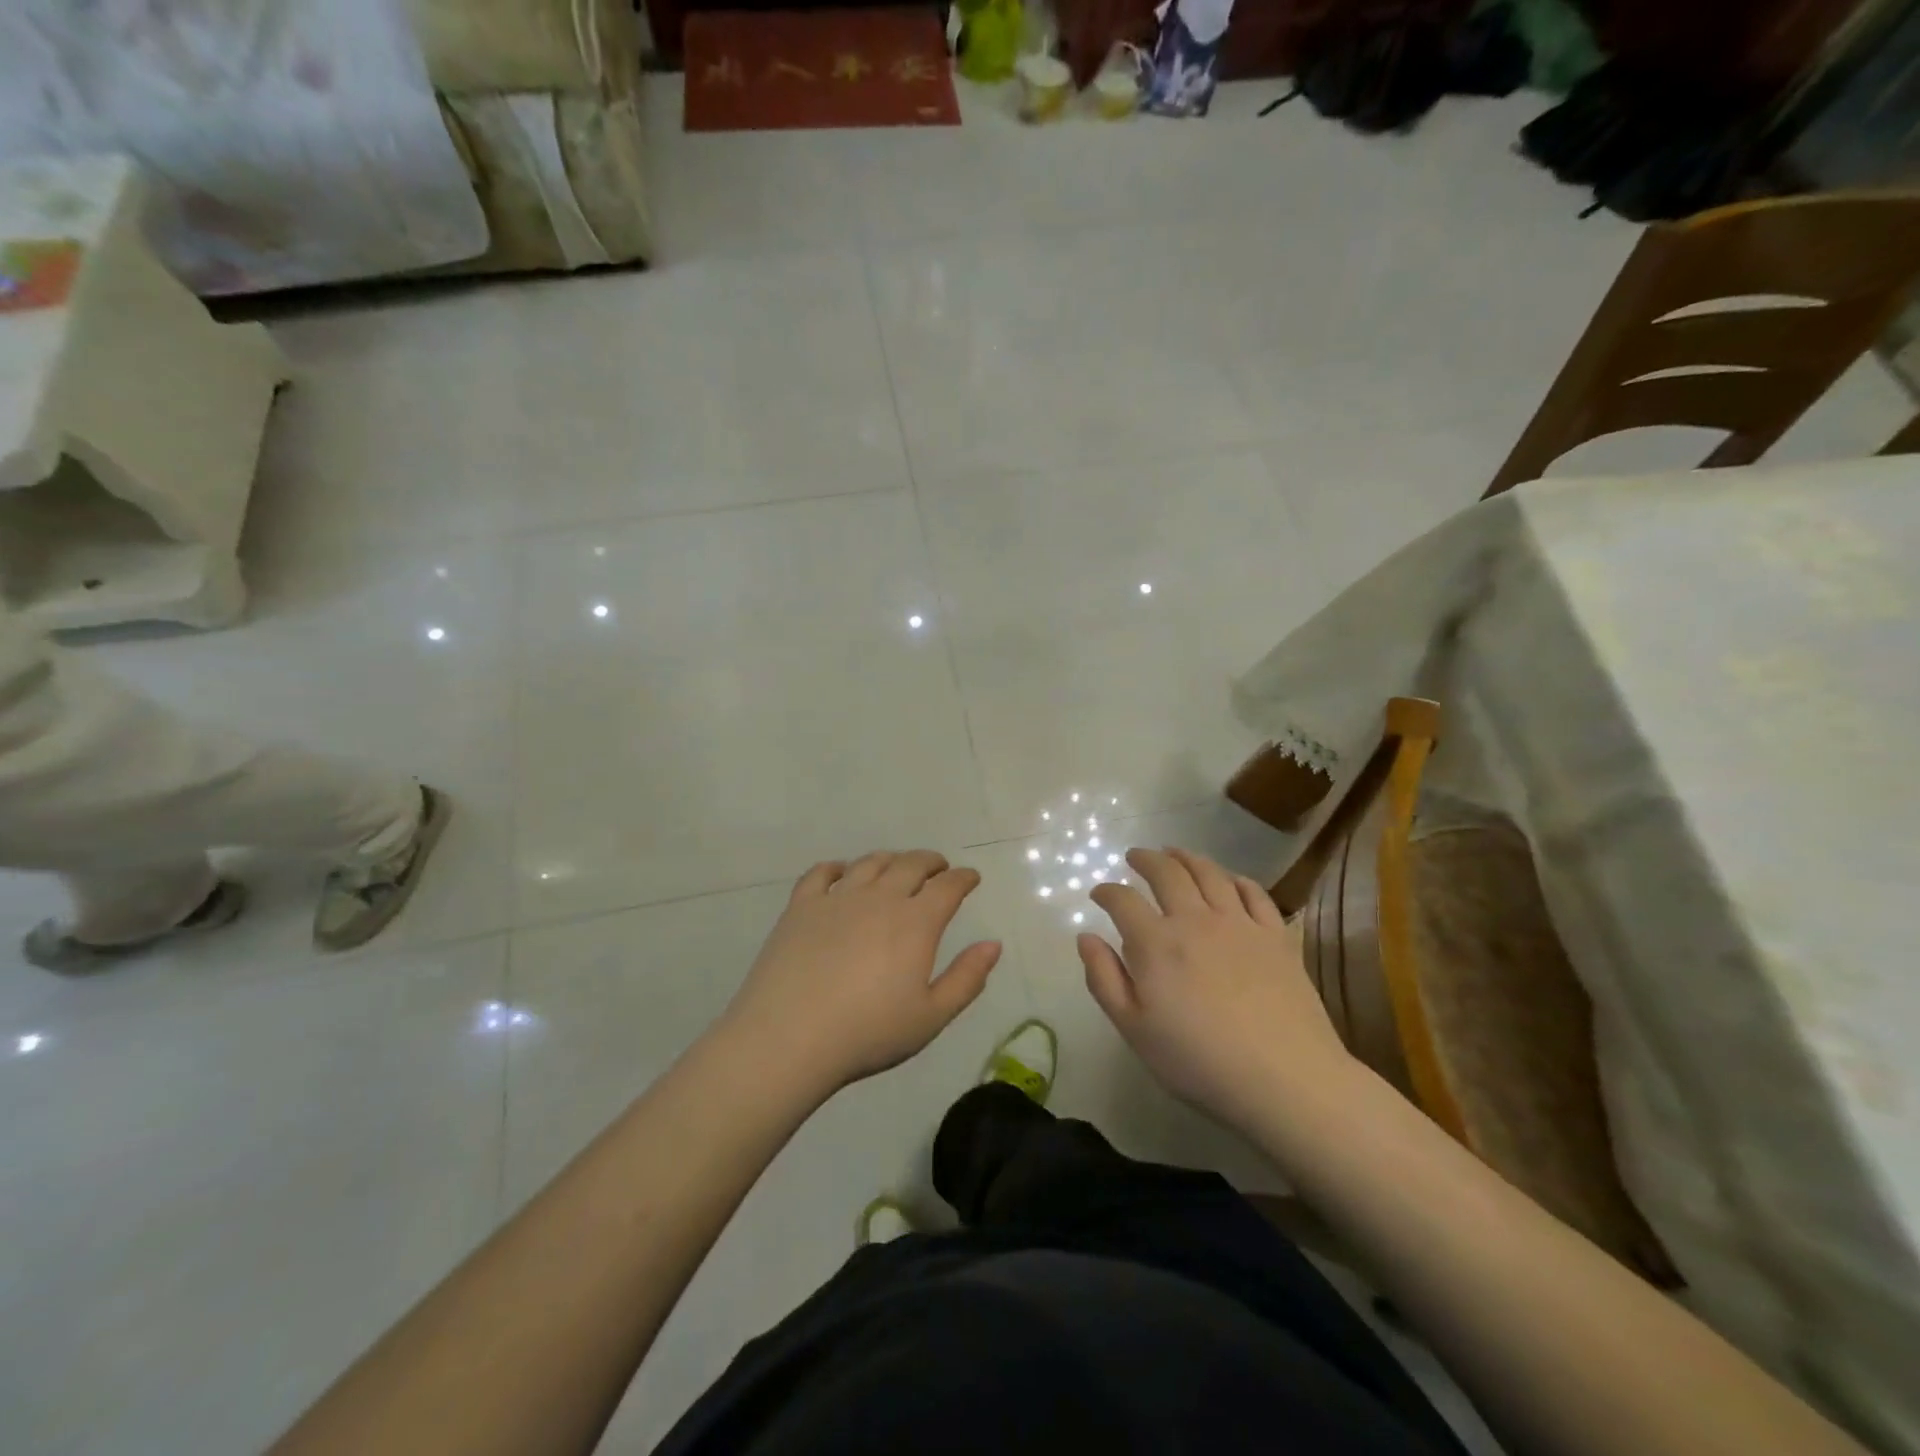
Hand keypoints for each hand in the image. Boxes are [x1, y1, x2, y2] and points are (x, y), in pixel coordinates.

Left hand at [719, 850, 1002, 1095]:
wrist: (789, 1038)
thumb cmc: (867, 1033)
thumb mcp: (930, 1017)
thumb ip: (966, 979)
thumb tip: (993, 944)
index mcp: (915, 923)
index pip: (948, 886)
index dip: (963, 878)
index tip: (971, 877)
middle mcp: (880, 898)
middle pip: (911, 864)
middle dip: (931, 862)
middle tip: (939, 867)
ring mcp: (837, 898)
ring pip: (870, 863)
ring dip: (891, 859)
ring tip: (897, 866)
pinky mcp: (801, 906)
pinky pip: (821, 873)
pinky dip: (837, 867)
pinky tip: (841, 872)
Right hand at [1080, 847, 1355, 1132]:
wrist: (1285, 1079)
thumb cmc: (1198, 1061)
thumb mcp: (1134, 1029)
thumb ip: (1104, 979)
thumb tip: (1086, 937)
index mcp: (1156, 943)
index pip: (1123, 900)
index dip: (1106, 892)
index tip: (1099, 893)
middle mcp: (1195, 920)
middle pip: (1167, 873)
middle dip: (1146, 859)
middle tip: (1135, 856)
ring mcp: (1240, 924)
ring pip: (1210, 873)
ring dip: (1187, 857)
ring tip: (1175, 853)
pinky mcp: (1276, 936)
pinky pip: (1254, 893)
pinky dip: (1236, 879)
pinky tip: (1230, 880)